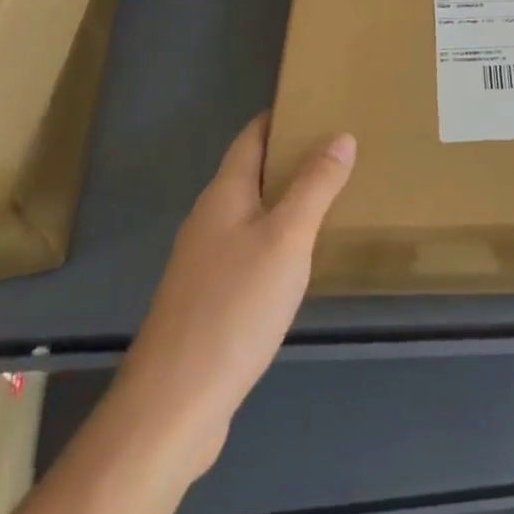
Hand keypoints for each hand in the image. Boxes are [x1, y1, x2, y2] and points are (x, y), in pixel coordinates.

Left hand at [109, 113, 355, 478]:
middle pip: (252, 172)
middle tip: (342, 147)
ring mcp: (205, 264)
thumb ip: (315, 185)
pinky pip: (250, 250)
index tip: (321, 103)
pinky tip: (302, 258)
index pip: (252, 136)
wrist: (171, 410)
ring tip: (332, 194)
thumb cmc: (233, 310)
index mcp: (224, 195)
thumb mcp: (286, 239)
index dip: (282, 116)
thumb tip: (341, 135)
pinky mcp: (209, 302)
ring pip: (252, 213)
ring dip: (287, 198)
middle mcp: (209, 221)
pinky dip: (278, 238)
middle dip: (292, 156)